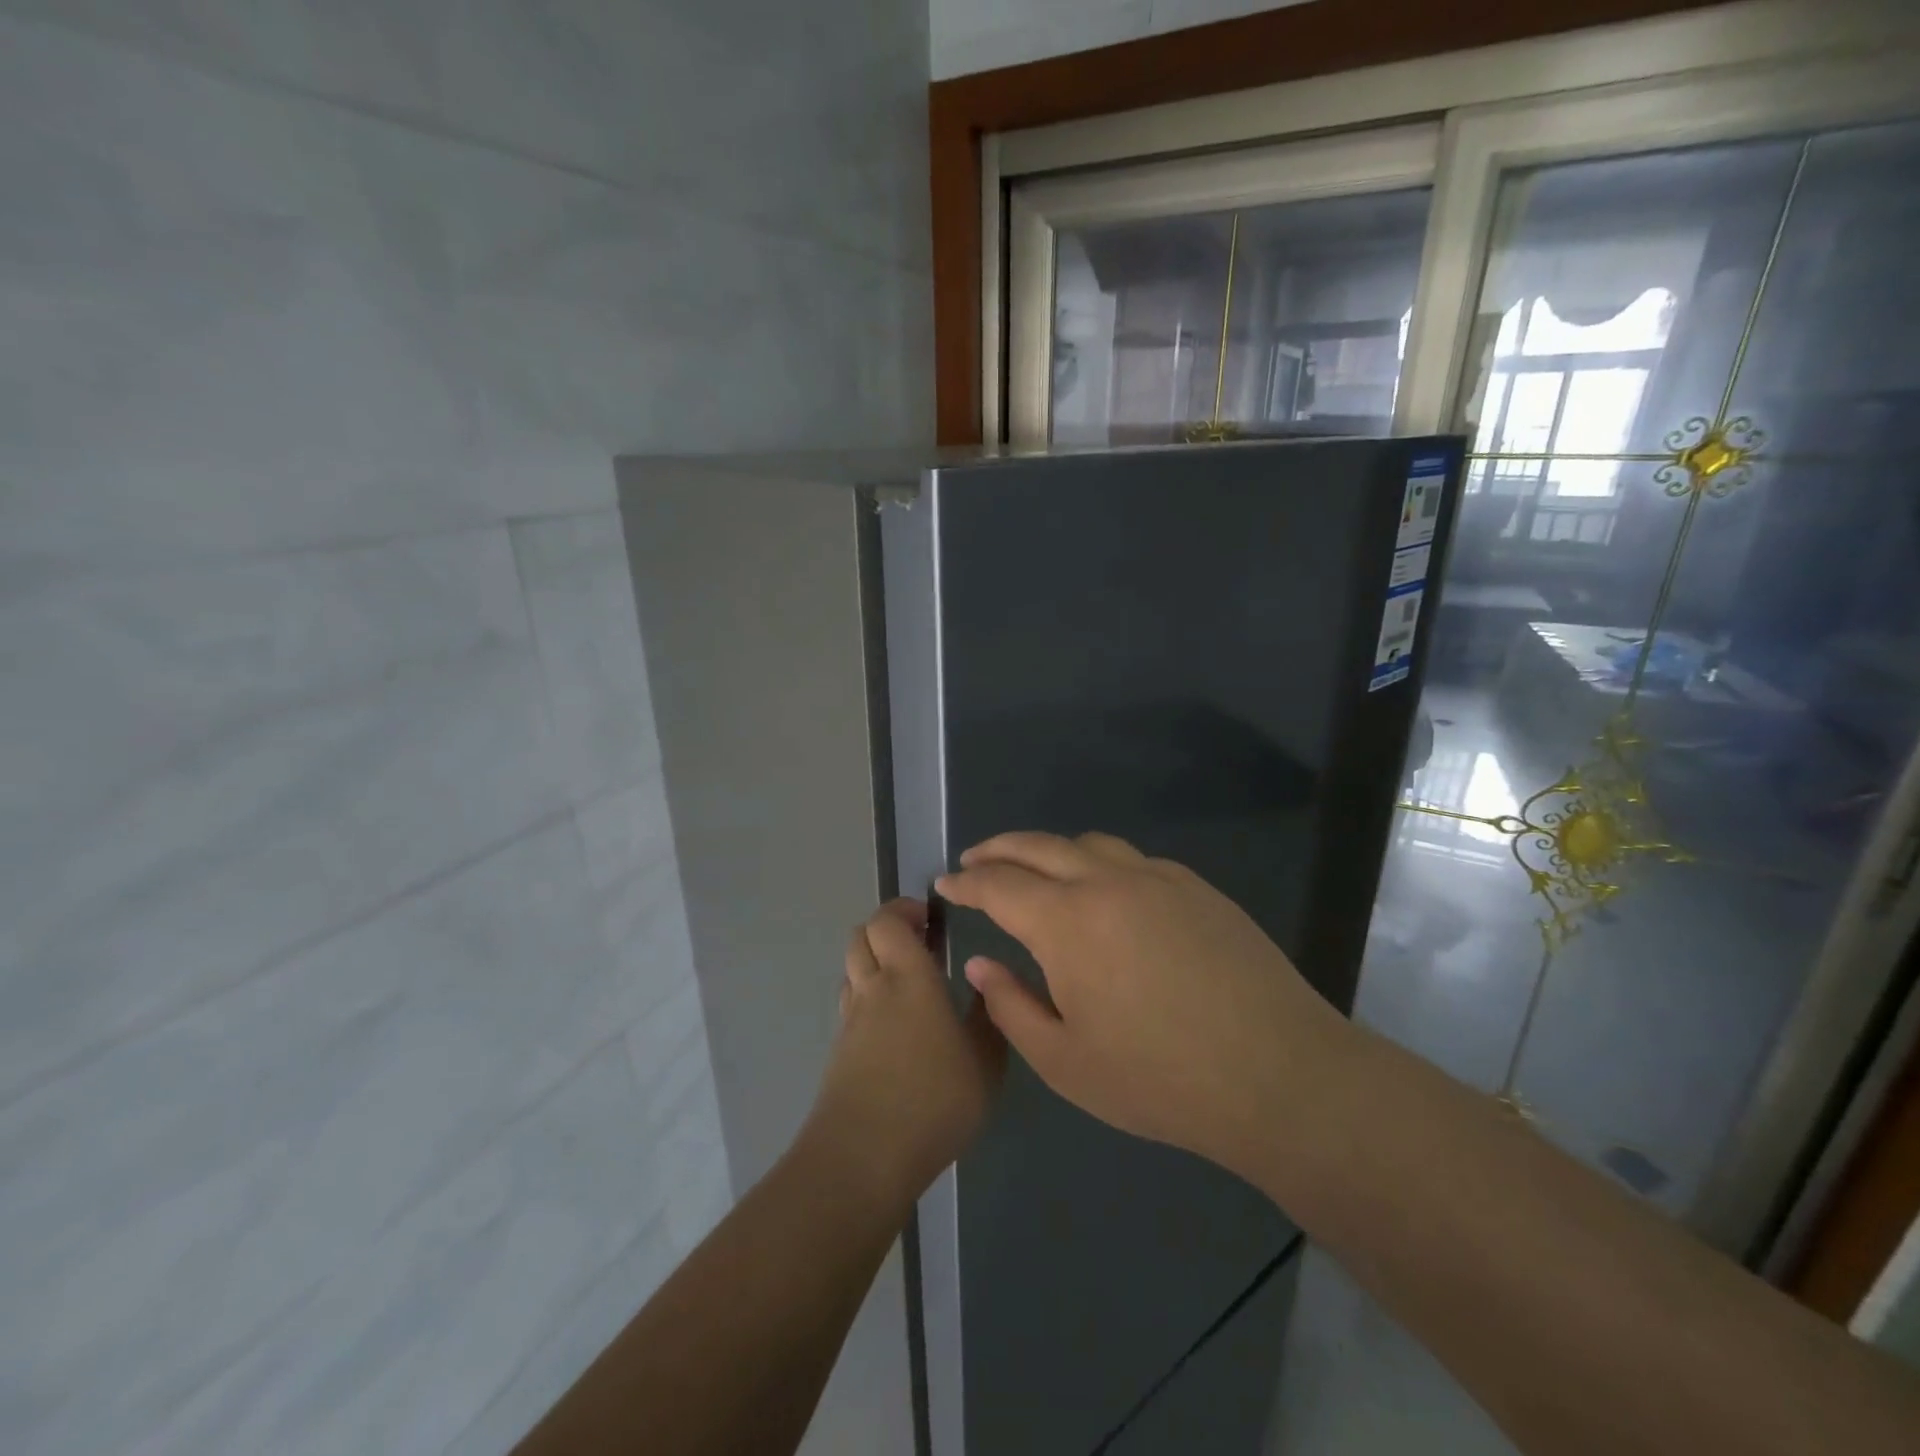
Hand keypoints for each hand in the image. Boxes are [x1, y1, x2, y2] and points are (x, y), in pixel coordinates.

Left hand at [804, 899, 1004, 1210]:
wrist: (863, 1157)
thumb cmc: (934, 1101)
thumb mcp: (985, 1062)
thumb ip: (988, 1017)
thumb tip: (984, 981)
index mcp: (908, 976)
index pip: (888, 920)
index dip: (904, 909)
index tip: (931, 917)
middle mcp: (873, 987)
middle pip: (862, 935)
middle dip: (888, 929)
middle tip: (921, 942)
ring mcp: (851, 1019)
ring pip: (852, 967)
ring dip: (874, 960)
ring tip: (908, 981)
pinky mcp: (839, 1049)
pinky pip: (850, 1002)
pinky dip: (868, 994)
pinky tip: (894, 1024)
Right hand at [936, 832, 1352, 1178]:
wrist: (1279, 1074)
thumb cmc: (1160, 1078)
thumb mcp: (1065, 1061)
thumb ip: (1011, 1006)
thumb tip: (981, 962)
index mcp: (1067, 921)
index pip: (999, 885)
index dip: (966, 881)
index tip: (945, 883)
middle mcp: (1107, 882)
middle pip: (1038, 846)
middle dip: (998, 849)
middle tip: (975, 860)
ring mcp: (1157, 878)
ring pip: (1088, 844)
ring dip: (1050, 850)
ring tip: (1036, 871)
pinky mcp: (1196, 887)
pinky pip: (1133, 860)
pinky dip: (1099, 863)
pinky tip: (1105, 893)